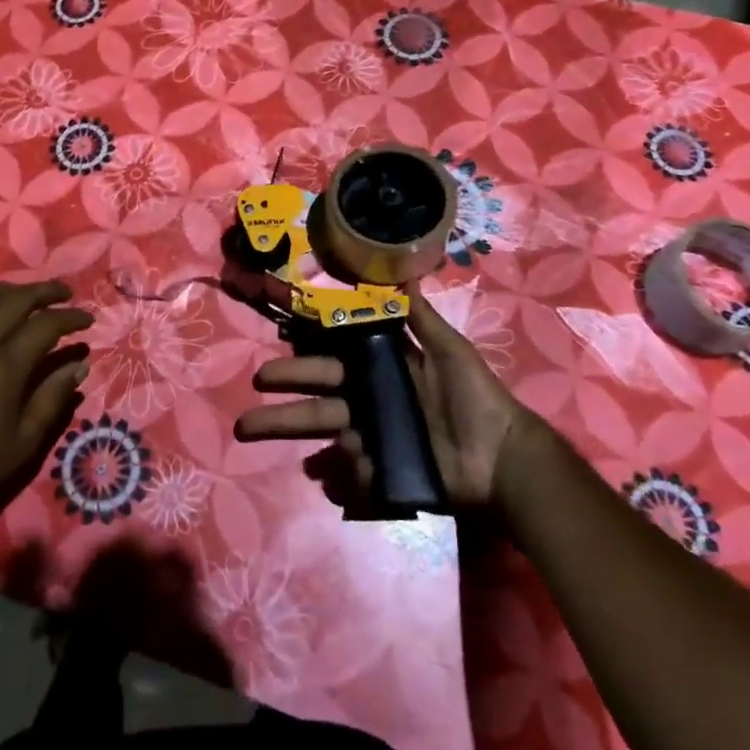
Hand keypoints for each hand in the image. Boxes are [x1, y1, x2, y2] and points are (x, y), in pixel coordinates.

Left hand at [0, 280, 92, 548]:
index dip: (71, 316)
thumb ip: (53, 397)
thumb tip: (78, 365)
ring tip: (22, 299)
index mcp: (6, 365)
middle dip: (46, 291)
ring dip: (7, 289)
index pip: (47, 323)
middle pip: (16, 298)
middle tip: (64, 295)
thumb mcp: (25, 441)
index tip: (88, 319)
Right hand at [232, 289, 535, 510]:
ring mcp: (374, 442)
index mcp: (379, 374)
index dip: (301, 362)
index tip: (269, 360)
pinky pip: (354, 474)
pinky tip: (332, 473)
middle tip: (246, 411)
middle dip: (280, 408)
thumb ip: (420, 317)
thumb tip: (404, 274)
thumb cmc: (474, 397)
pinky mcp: (384, 474)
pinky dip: (342, 475)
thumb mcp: (449, 349)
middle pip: (317, 404)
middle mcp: (369, 406)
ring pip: (326, 438)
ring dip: (291, 436)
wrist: (503, 457)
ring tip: (254, 435)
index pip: (330, 365)